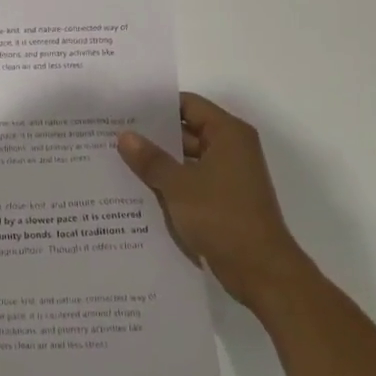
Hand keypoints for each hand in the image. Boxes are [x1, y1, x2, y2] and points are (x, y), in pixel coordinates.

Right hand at [117, 93, 303, 308]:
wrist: (261, 271)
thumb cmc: (222, 217)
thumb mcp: (178, 185)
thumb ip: (150, 159)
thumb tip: (125, 135)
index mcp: (228, 134)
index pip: (188, 104)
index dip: (157, 105)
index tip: (125, 109)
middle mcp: (232, 149)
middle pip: (187, 130)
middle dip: (153, 134)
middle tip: (114, 134)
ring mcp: (229, 176)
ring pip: (187, 158)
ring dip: (160, 161)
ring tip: (120, 160)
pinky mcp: (224, 200)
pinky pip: (192, 181)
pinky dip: (170, 182)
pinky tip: (140, 187)